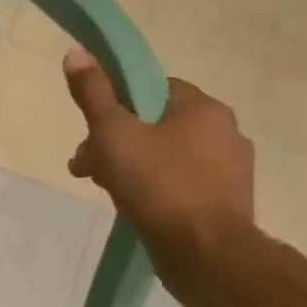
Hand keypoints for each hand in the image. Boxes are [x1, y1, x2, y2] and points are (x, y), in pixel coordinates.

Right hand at [63, 48, 255, 304]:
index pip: (153, 88)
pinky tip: (134, 207)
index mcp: (203, 108)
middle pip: (156, 124)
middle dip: (116, 142)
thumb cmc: (158, 183)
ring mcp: (229, 171)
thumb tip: (76, 52)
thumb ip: (94, 94)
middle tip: (86, 167)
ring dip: (131, 167)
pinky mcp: (225, 204)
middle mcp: (225, 132)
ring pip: (167, 156)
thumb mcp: (114, 133)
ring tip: (105, 191)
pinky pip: (181, 184)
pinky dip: (155, 190)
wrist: (206, 254)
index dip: (117, 104)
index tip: (93, 129)